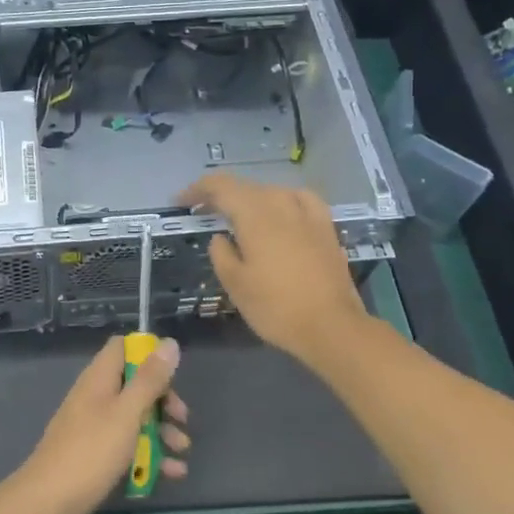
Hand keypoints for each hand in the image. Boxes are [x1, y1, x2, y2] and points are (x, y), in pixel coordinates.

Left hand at [14, 336, 189, 513]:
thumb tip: (169, 343)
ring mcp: (94, 426)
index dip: (148, 353)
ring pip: (134, 417)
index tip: (172, 372)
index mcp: (99, 378)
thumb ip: (149, 380)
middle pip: (134, 384)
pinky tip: (172, 473)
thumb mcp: (127, 413)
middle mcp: (96, 396)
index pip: (122, 347)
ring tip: (182, 451)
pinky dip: (149, 454)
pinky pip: (127, 445)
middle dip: (163, 400)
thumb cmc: (91, 452)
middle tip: (182, 418)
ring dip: (161, 431)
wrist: (48, 503)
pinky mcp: (96, 454)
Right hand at [179, 173, 370, 369]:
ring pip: (272, 191)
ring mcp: (308, 214)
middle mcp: (281, 205)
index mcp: (254, 216)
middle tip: (203, 211)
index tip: (181, 201)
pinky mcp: (326, 228)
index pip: (220, 186)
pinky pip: (300, 199)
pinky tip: (283, 212)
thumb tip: (220, 237)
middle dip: (221, 195)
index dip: (198, 189)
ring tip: (239, 214)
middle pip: (246, 187)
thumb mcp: (235, 284)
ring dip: (250, 198)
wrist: (331, 327)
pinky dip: (283, 200)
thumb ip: (221, 253)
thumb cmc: (275, 307)